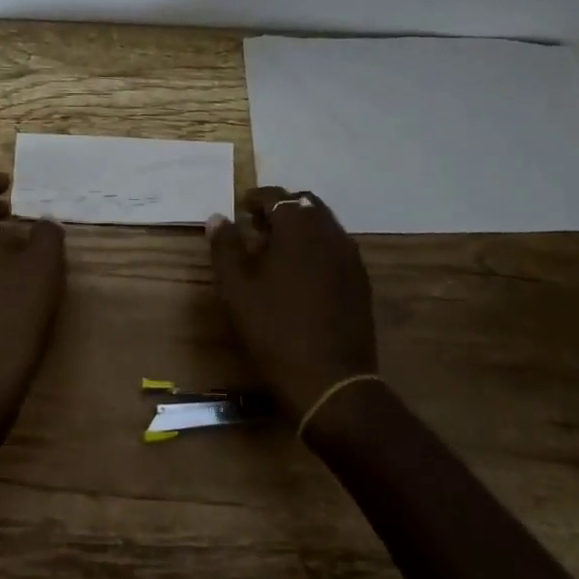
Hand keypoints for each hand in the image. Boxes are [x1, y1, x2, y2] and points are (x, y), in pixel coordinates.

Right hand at [207, 186, 377, 420]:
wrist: (331, 381)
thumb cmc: (275, 330)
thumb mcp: (237, 289)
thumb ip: (226, 247)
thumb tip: (218, 217)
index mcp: (299, 228)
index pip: (276, 196)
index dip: (255, 199)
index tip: (239, 210)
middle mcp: (330, 233)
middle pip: (305, 205)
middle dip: (280, 210)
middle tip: (256, 227)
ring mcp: (350, 258)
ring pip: (323, 225)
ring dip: (299, 228)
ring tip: (275, 251)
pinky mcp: (360, 282)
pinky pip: (335, 248)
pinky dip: (316, 247)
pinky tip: (300, 274)